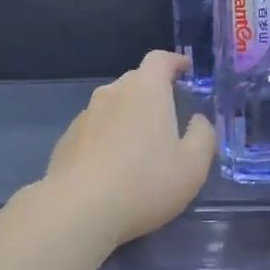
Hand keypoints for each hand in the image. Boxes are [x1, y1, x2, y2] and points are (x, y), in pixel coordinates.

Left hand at [42, 52, 215, 245]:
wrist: (78, 210)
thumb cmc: (145, 183)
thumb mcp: (193, 166)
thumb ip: (203, 136)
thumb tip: (198, 120)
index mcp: (146, 90)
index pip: (160, 59)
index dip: (175, 61)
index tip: (185, 69)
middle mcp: (112, 93)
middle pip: (135, 81)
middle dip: (153, 91)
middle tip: (168, 113)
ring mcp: (85, 116)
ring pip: (112, 106)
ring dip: (128, 116)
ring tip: (140, 145)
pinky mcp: (66, 140)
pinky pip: (94, 130)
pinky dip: (107, 138)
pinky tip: (112, 167)